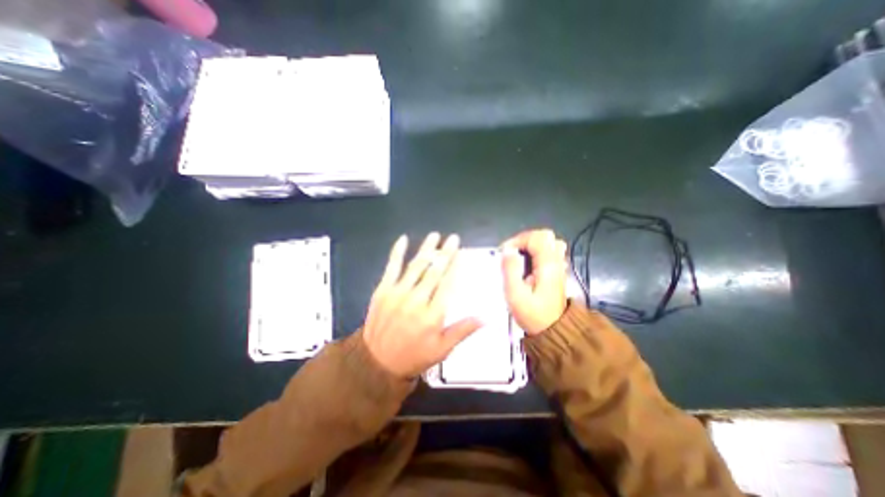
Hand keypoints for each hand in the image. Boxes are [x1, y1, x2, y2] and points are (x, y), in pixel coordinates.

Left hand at [361, 233, 481, 375]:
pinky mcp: (382, 290)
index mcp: (433, 315)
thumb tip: (485, 318)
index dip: (455, 266)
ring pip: (416, 265)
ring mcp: (397, 293)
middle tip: (453, 239)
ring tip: (435, 236)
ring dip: (426, 249)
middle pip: (434, 271)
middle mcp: (416, 300)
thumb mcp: (442, 349)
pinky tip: (404, 239)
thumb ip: (463, 330)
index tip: (461, 252)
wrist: (377, 362)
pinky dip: (397, 252)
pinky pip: (391, 267)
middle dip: (445, 253)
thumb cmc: (414, 355)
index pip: (448, 284)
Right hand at [497, 231, 566, 334]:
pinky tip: (527, 264)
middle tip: (512, 253)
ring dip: (531, 245)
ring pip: (549, 243)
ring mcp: (559, 266)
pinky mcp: (557, 272)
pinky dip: (536, 252)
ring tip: (519, 257)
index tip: (505, 253)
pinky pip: (549, 252)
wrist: (553, 331)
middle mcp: (556, 262)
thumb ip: (510, 270)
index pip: (537, 237)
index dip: (518, 240)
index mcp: (548, 265)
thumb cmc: (532, 315)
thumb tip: (507, 250)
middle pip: (545, 236)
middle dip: (525, 240)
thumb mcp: (515, 295)